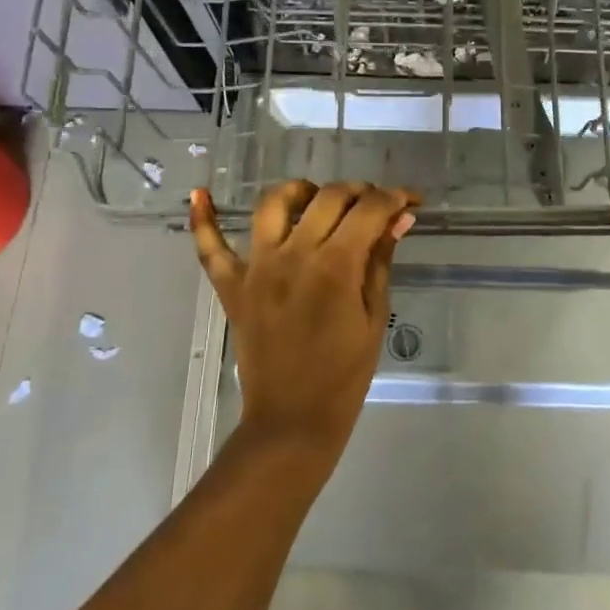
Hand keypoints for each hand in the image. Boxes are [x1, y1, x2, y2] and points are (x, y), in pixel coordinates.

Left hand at [190, 181, 416, 466]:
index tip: (409, 201)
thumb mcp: (374, 316)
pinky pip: (210, 247)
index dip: (395, 198)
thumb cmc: (345, 373)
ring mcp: (257, 268)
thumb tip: (399, 218)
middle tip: (374, 206)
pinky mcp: (231, 286)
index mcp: (336, 266)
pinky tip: (201, 194)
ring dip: (299, 191)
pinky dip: (202, 219)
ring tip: (315, 198)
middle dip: (359, 192)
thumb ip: (381, 261)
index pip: (369, 211)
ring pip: (273, 205)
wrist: (294, 419)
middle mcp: (294, 255)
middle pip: (328, 198)